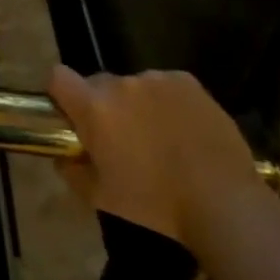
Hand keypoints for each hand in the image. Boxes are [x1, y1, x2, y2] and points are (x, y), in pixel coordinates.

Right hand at [48, 65, 266, 250]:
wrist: (221, 200)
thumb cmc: (153, 202)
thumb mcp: (99, 197)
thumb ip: (71, 170)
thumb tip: (63, 157)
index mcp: (94, 107)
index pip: (58, 77)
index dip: (60, 94)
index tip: (70, 116)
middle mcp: (122, 83)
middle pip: (97, 83)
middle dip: (101, 104)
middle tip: (118, 137)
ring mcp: (157, 79)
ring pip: (133, 86)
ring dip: (135, 104)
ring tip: (157, 137)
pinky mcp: (187, 82)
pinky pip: (164, 86)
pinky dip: (165, 101)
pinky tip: (181, 130)